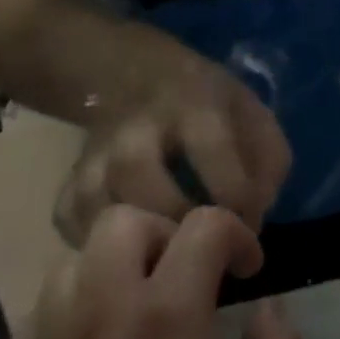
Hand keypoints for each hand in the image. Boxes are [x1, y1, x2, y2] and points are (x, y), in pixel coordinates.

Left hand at [0, 207, 307, 338]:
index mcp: (167, 315)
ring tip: (138, 310)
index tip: (249, 271)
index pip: (203, 224)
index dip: (236, 234)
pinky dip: (75, 307)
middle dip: (166, 233)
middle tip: (187, 279)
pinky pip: (42, 309)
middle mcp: (102, 310)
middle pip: (125, 219)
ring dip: (115, 266)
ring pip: (76, 258)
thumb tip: (268, 309)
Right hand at [57, 51, 290, 244]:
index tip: (251, 229)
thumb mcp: (252, 111)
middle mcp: (138, 127)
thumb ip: (268, 160)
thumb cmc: (208, 102)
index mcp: (195, 104)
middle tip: (202, 253)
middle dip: (174, 221)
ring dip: (134, 242)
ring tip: (167, 264)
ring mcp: (97, 154)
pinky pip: (70, 222)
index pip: (212, 149)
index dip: (235, 196)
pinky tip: (128, 256)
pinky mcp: (71, 179)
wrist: (136, 74)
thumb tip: (256, 217)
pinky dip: (93, 246)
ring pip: (96, 203)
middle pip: (139, 174)